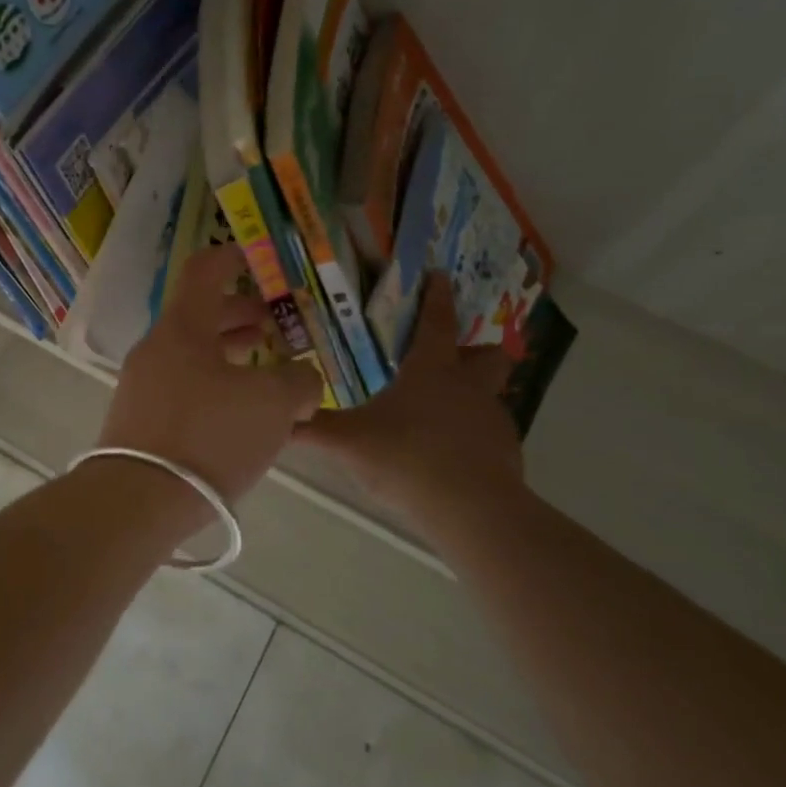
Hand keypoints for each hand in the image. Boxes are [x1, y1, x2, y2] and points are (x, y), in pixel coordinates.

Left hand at [98, 245, 324, 500]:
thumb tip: (301, 381)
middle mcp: (157, 348)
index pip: (204, 271)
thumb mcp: (273, 405)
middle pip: (199, 315)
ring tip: (263, 367)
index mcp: (184, 327)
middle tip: (274, 325)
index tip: (255, 258)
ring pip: (191, 353)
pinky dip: (213, 384)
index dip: (231, 257)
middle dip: (240, 315)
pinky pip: (182, 386)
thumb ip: (299, 383)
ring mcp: (142, 384)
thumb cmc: (209, 436)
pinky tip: (238, 412)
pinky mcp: (139, 419)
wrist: (138, 499)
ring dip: (229, 353)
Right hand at [296, 272, 525, 529]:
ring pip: (490, 395)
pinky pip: (489, 434)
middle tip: (451, 358)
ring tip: (438, 417)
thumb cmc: (407, 459)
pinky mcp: (506, 453)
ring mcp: (493, 420)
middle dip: (474, 349)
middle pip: (487, 354)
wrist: (472, 511)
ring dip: (470, 397)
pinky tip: (448, 457)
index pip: (437, 322)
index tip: (441, 275)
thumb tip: (279, 416)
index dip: (437, 296)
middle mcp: (468, 386)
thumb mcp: (348, 443)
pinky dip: (472, 437)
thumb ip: (312, 429)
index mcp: (432, 370)